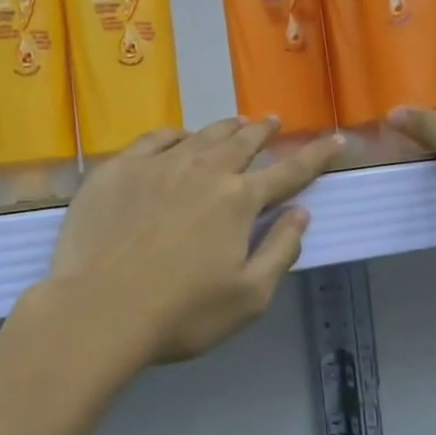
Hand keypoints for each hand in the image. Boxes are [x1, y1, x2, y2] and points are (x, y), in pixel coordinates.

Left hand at [42, 119, 344, 369]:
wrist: (99, 308)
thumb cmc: (181, 313)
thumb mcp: (248, 297)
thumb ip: (280, 250)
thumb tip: (301, 213)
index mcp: (239, 201)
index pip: (289, 171)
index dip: (316, 155)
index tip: (336, 139)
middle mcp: (203, 171)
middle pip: (242, 143)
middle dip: (263, 131)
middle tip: (273, 121)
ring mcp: (158, 165)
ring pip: (201, 135)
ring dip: (224, 127)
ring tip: (235, 122)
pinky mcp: (119, 169)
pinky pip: (154, 139)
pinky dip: (175, 134)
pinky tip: (177, 137)